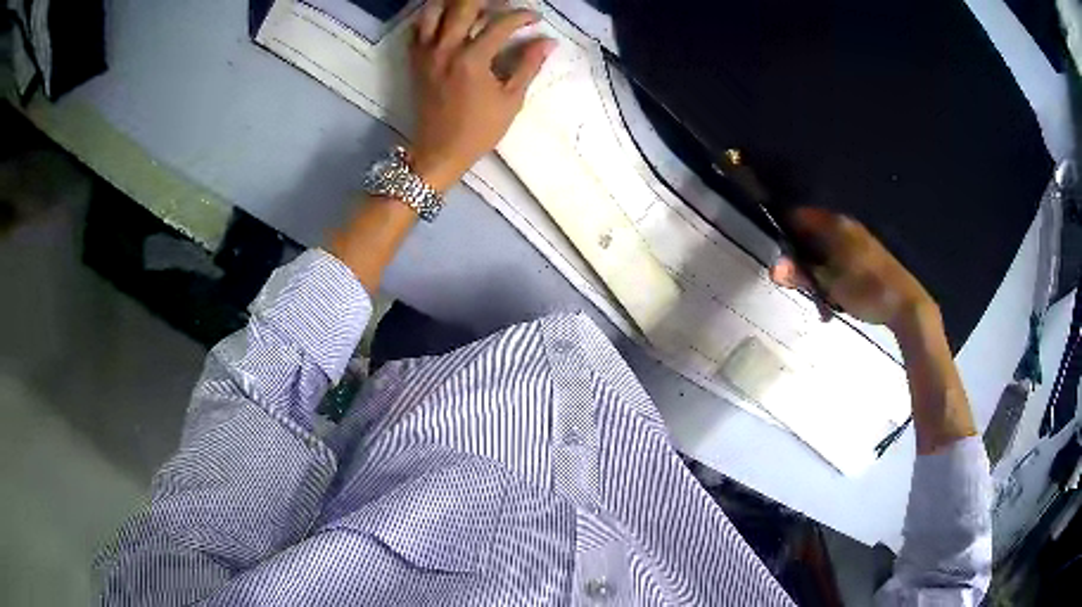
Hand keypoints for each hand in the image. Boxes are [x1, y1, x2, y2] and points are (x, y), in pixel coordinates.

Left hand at [408, 0, 554, 192]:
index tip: (535, 18)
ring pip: (434, 11)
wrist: (439, 151)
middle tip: (503, 4)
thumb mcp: (511, 100)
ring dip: (454, 3)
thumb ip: (528, 66)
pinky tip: (446, 19)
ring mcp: (426, 53)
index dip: (522, 16)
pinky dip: (431, 17)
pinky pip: (417, 28)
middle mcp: (446, 49)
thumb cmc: (479, 130)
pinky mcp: (415, 60)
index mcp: (472, 59)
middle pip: (464, 5)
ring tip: (473, 7)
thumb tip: (548, 42)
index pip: (500, 23)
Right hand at [769, 208, 934, 329]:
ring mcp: (859, 239)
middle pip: (811, 234)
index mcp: (835, 224)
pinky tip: (838, 297)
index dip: (783, 233)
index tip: (778, 257)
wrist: (906, 305)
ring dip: (818, 272)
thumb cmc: (866, 290)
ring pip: (826, 250)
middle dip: (801, 259)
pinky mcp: (869, 255)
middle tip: (800, 286)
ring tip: (821, 299)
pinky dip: (833, 275)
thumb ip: (801, 275)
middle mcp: (846, 225)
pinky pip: (841, 259)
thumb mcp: (829, 285)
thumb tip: (772, 269)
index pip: (797, 216)